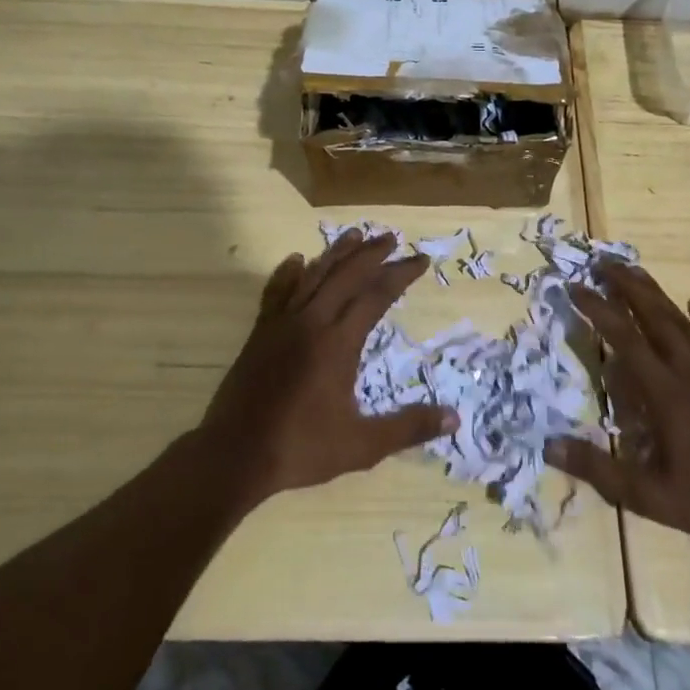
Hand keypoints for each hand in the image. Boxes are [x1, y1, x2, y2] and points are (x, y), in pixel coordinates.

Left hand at [199, 229, 455, 501]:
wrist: (234, 454)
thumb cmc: (301, 448)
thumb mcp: (362, 446)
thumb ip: (408, 427)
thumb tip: (454, 418)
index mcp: (338, 343)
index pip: (376, 296)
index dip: (400, 275)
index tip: (420, 260)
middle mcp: (312, 322)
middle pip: (346, 275)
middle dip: (371, 254)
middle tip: (392, 238)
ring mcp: (282, 324)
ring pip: (313, 275)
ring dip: (336, 253)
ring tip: (354, 234)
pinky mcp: (260, 332)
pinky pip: (276, 291)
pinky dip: (288, 273)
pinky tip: (295, 260)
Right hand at [546, 264, 689, 548]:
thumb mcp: (648, 496)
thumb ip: (599, 469)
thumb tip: (550, 445)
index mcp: (666, 395)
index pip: (625, 340)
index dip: (599, 310)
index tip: (576, 287)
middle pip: (654, 318)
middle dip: (627, 287)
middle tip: (603, 262)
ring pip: (683, 323)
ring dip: (657, 295)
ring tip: (635, 271)